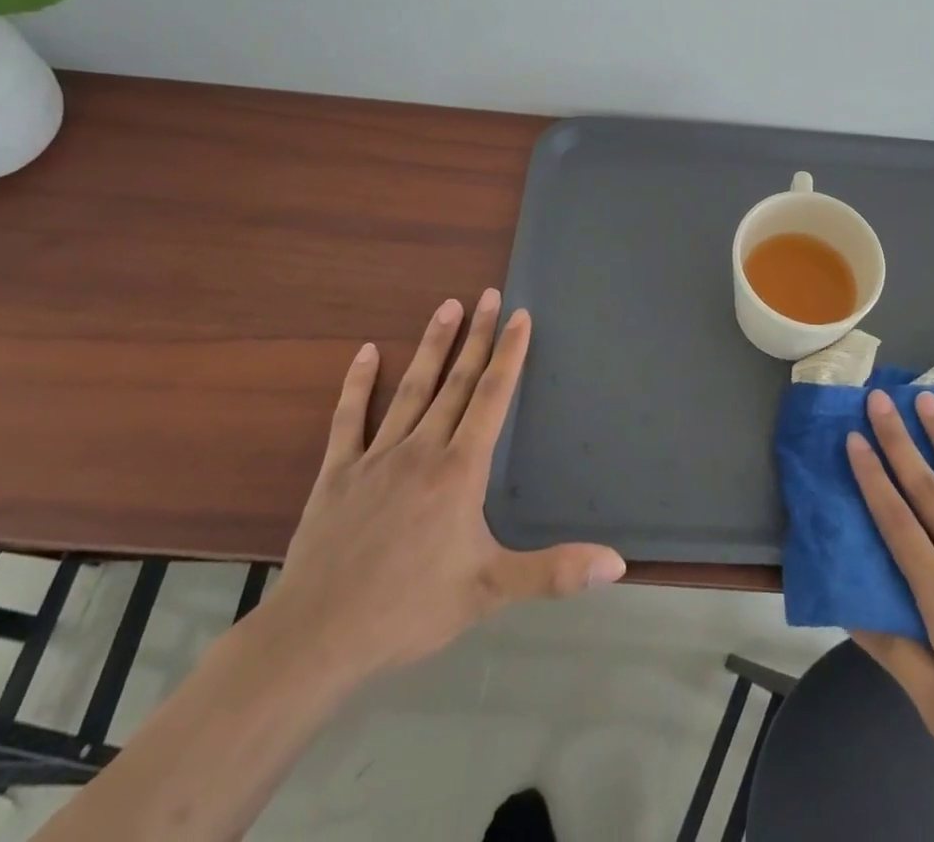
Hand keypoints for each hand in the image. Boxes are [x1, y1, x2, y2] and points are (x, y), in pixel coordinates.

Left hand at [265, 291, 626, 688]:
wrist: (315, 639)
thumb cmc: (409, 610)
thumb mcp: (489, 591)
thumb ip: (554, 572)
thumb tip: (617, 563)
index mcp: (459, 470)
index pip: (491, 397)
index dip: (509, 354)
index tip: (520, 315)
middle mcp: (422, 449)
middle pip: (455, 382)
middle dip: (477, 336)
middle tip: (489, 294)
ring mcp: (377, 457)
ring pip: (411, 389)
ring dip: (431, 346)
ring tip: (447, 306)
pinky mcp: (338, 473)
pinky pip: (349, 419)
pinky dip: (358, 384)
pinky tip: (365, 352)